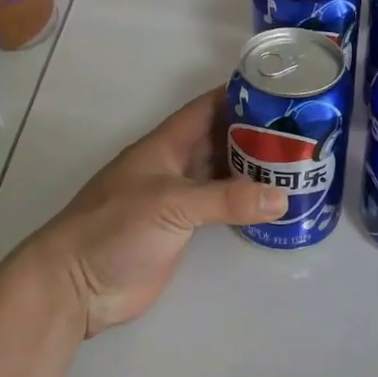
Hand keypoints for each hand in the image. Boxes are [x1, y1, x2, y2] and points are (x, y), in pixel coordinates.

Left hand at [22, 88, 286, 337]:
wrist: (76, 285)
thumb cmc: (115, 228)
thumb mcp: (172, 204)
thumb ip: (226, 199)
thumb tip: (282, 197)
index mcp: (165, 145)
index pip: (206, 108)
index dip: (239, 96)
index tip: (280, 91)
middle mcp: (174, 166)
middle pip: (219, 140)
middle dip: (255, 133)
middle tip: (300, 132)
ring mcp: (177, 199)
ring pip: (221, 173)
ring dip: (252, 169)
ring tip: (297, 164)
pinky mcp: (180, 230)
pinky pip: (219, 208)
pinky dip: (244, 203)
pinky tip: (271, 204)